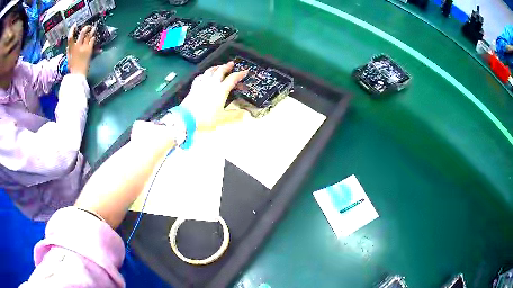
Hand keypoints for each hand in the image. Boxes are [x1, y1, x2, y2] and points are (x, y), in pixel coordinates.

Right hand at [67, 25, 95, 75]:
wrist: (78, 75)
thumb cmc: (72, 68)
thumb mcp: (68, 60)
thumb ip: (68, 52)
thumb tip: (68, 46)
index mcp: (71, 49)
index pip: (70, 38)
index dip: (72, 30)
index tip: (74, 25)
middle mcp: (78, 47)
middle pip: (82, 33)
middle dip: (85, 28)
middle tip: (88, 26)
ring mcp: (84, 47)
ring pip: (89, 35)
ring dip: (92, 31)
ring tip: (93, 28)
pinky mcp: (89, 49)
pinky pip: (92, 40)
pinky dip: (93, 37)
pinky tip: (94, 36)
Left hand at [180, 62, 247, 130]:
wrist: (187, 118)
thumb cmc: (206, 118)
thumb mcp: (222, 118)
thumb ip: (234, 115)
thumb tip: (244, 114)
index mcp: (221, 90)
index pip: (232, 79)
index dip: (239, 74)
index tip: (245, 71)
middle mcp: (212, 84)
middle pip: (220, 71)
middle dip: (227, 66)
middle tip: (231, 64)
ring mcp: (202, 84)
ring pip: (209, 71)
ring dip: (216, 67)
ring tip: (219, 66)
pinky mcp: (194, 87)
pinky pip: (200, 77)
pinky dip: (204, 74)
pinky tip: (204, 75)